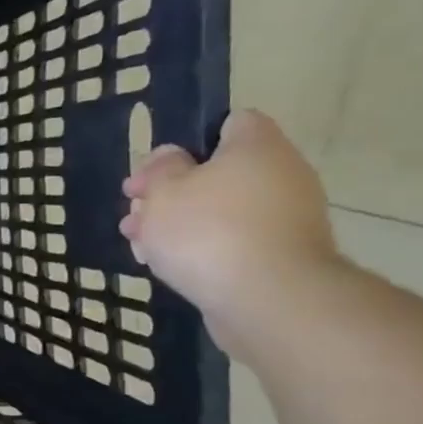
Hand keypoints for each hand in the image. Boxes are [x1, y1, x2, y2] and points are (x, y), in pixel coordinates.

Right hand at [120, 110, 342, 356]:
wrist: (269, 301)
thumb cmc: (209, 232)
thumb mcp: (164, 191)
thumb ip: (160, 168)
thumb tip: (171, 158)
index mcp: (257, 147)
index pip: (230, 122)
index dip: (189, 140)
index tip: (157, 168)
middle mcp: (282, 175)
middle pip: (218, 172)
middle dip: (172, 191)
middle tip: (136, 210)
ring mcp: (287, 219)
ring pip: (221, 210)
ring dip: (180, 223)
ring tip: (140, 243)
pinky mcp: (281, 257)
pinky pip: (234, 242)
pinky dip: (203, 250)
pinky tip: (168, 266)